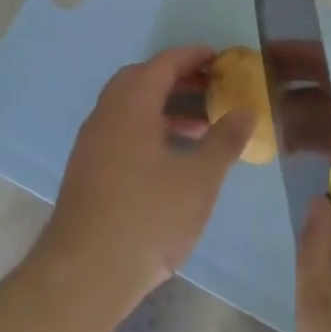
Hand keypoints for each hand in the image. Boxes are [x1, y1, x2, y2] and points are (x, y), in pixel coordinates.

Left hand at [38, 47, 251, 317]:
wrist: (84, 274)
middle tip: (209, 88)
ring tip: (199, 126)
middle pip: (140, 80)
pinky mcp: (86, 170)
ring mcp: (91, 143)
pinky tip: (169, 158)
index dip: (192, 56)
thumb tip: (246, 111)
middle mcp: (106, 114)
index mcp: (131, 105)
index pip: (163, 64)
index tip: (219, 58)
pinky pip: (119, 130)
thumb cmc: (147, 218)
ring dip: (162, 106)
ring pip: (128, 107)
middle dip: (176, 78)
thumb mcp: (198, 180)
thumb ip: (224, 141)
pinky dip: (146, 128)